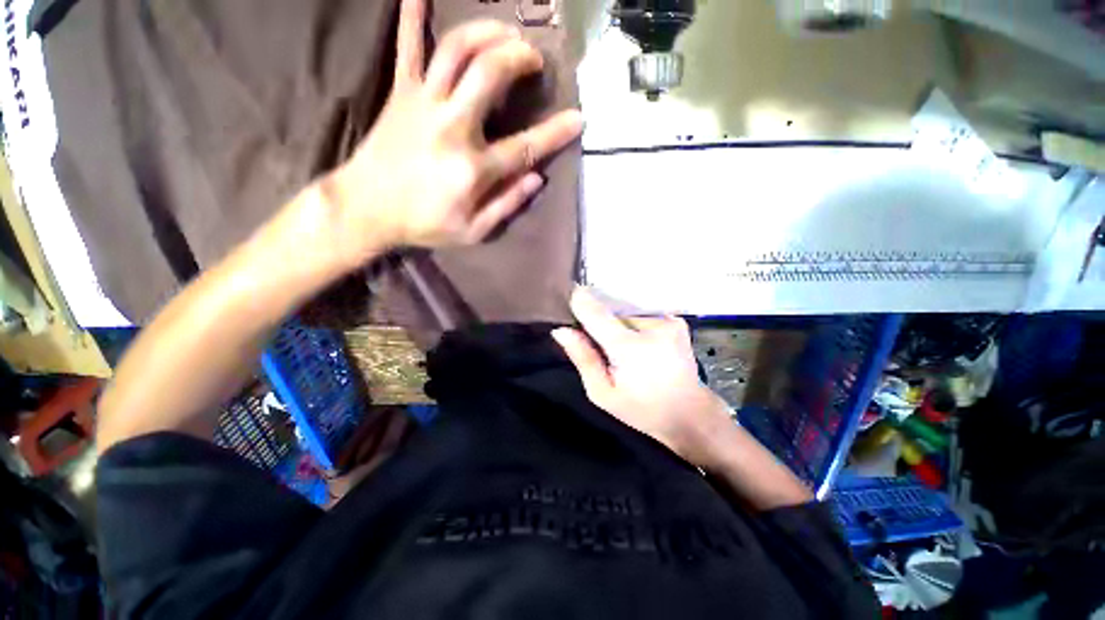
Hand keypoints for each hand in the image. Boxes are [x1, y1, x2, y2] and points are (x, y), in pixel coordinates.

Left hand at [323, 0, 582, 267]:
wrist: (365, 209)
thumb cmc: (424, 224)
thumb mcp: (473, 231)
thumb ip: (507, 205)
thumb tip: (537, 179)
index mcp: (473, 168)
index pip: (525, 146)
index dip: (555, 132)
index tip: (578, 119)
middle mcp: (452, 127)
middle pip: (491, 73)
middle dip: (519, 57)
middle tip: (533, 58)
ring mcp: (424, 103)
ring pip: (458, 50)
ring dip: (487, 31)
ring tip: (506, 31)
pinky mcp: (400, 93)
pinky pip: (407, 46)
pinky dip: (413, 14)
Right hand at [551, 288, 733, 466]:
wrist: (690, 412)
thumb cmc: (641, 409)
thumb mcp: (602, 393)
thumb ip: (582, 358)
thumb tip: (561, 330)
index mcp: (630, 348)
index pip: (597, 313)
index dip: (580, 302)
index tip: (567, 295)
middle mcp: (652, 327)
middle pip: (611, 310)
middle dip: (599, 320)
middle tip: (598, 343)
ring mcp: (668, 321)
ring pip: (625, 312)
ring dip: (617, 324)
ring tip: (620, 348)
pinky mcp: (676, 320)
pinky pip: (641, 315)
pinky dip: (632, 325)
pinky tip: (637, 344)